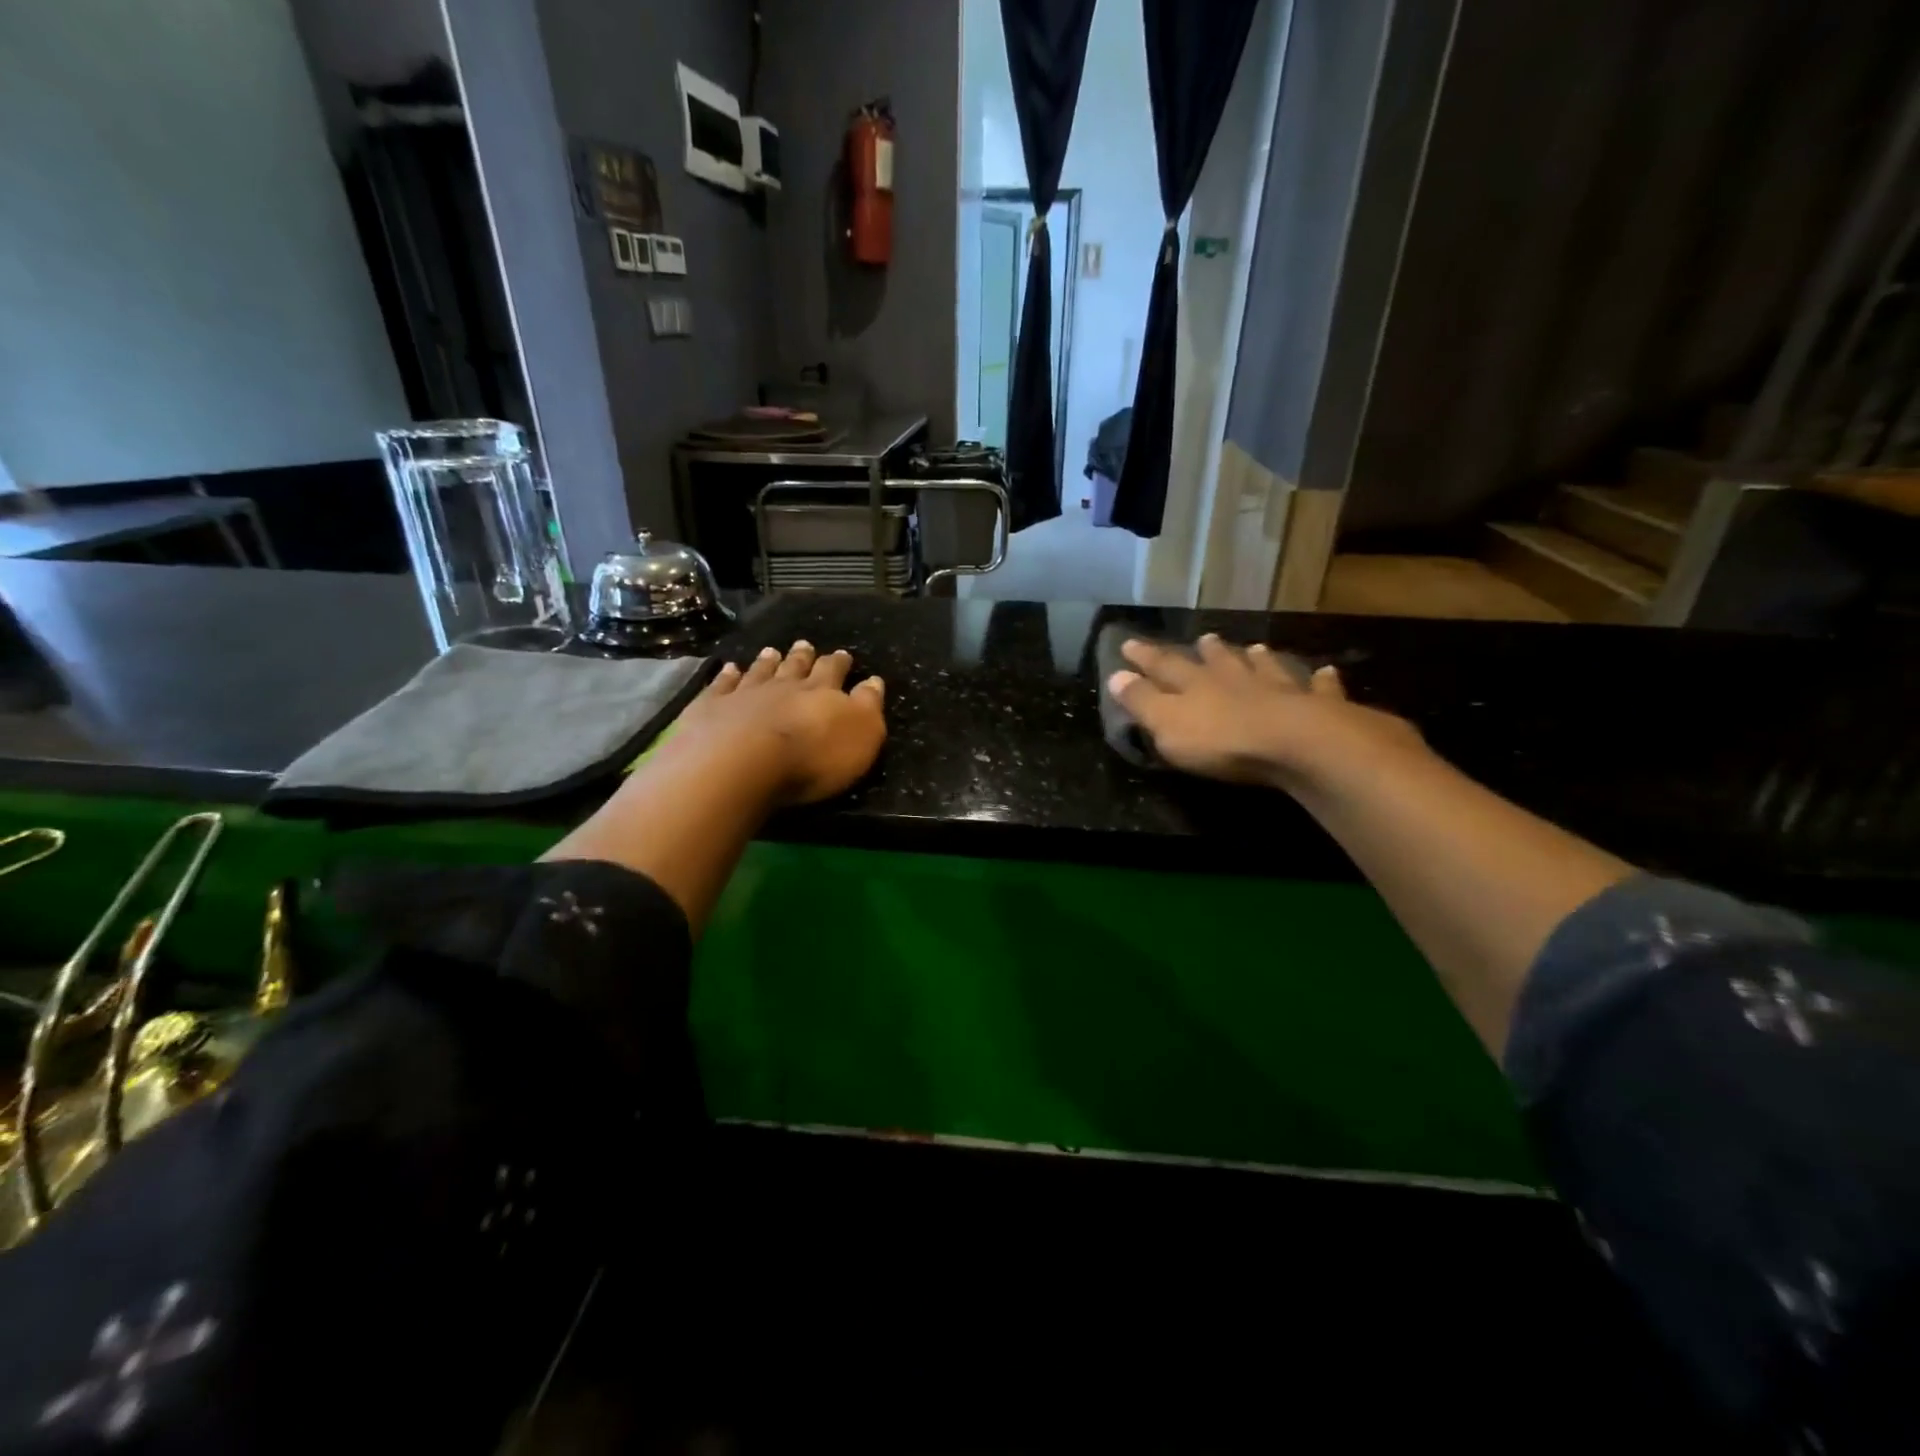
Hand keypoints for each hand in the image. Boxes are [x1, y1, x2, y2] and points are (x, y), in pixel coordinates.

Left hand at [676, 640, 886, 804]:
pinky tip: (729, 668)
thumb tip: (874, 681)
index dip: (840, 663)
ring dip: (768, 661)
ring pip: (760, 671)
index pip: (834, 672)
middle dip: (804, 656)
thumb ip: (868, 706)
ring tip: (772, 651)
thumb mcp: (861, 735)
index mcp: (822, 692)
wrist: (742, 762)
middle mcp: (784, 686)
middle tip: (805, 644)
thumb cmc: (812, 757)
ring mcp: (745, 694)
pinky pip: (722, 686)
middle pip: (796, 667)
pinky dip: (727, 676)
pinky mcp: (712, 707)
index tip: (843, 654)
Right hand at [1108, 634, 1423, 791]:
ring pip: (1265, 668)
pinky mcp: (1315, 706)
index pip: (1164, 666)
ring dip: (1257, 659)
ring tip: (1254, 649)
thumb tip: (1115, 675)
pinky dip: (1321, 681)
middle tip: (1204, 639)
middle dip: (1207, 652)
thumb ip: (1142, 701)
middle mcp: (1235, 680)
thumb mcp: (1166, 724)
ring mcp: (1278, 689)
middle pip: (1218, 661)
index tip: (1129, 643)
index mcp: (1195, 686)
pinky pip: (1318, 689)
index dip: (1145, 657)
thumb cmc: (1221, 740)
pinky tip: (1327, 672)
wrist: (1294, 744)